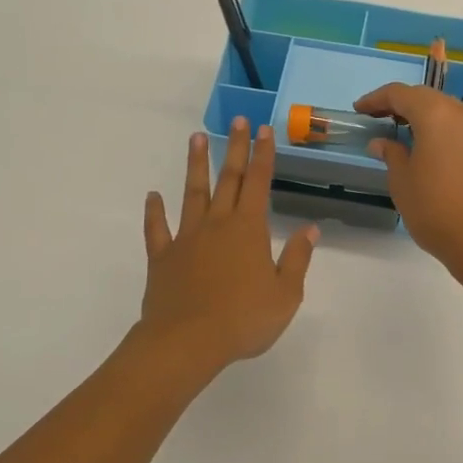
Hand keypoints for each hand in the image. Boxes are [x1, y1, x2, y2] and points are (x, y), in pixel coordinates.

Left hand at [139, 119, 318, 373]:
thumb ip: (297, 259)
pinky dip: (154, 212)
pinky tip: (152, 196)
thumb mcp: (286, 294)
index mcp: (249, 229)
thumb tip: (310, 228)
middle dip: (235, 148)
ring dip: (196, 165)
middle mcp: (217, 224)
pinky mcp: (163, 257)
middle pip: (228, 179)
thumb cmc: (243, 319)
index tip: (263, 130)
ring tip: (196, 138)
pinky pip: (157, 229)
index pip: (260, 183)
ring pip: (192, 193)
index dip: (263, 155)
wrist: (187, 342)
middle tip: (237, 121)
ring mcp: (187, 238)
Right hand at [354, 84, 462, 280]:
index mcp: (436, 115)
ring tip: (398, 131)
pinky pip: (456, 128)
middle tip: (376, 117)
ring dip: (420, 116)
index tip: (359, 110)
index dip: (376, 99)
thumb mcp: (402, 181)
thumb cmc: (435, 209)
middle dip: (399, 104)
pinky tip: (423, 148)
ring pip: (444, 111)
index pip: (401, 93)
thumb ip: (391, 154)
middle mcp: (461, 115)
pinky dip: (437, 130)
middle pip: (425, 97)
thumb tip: (382, 142)